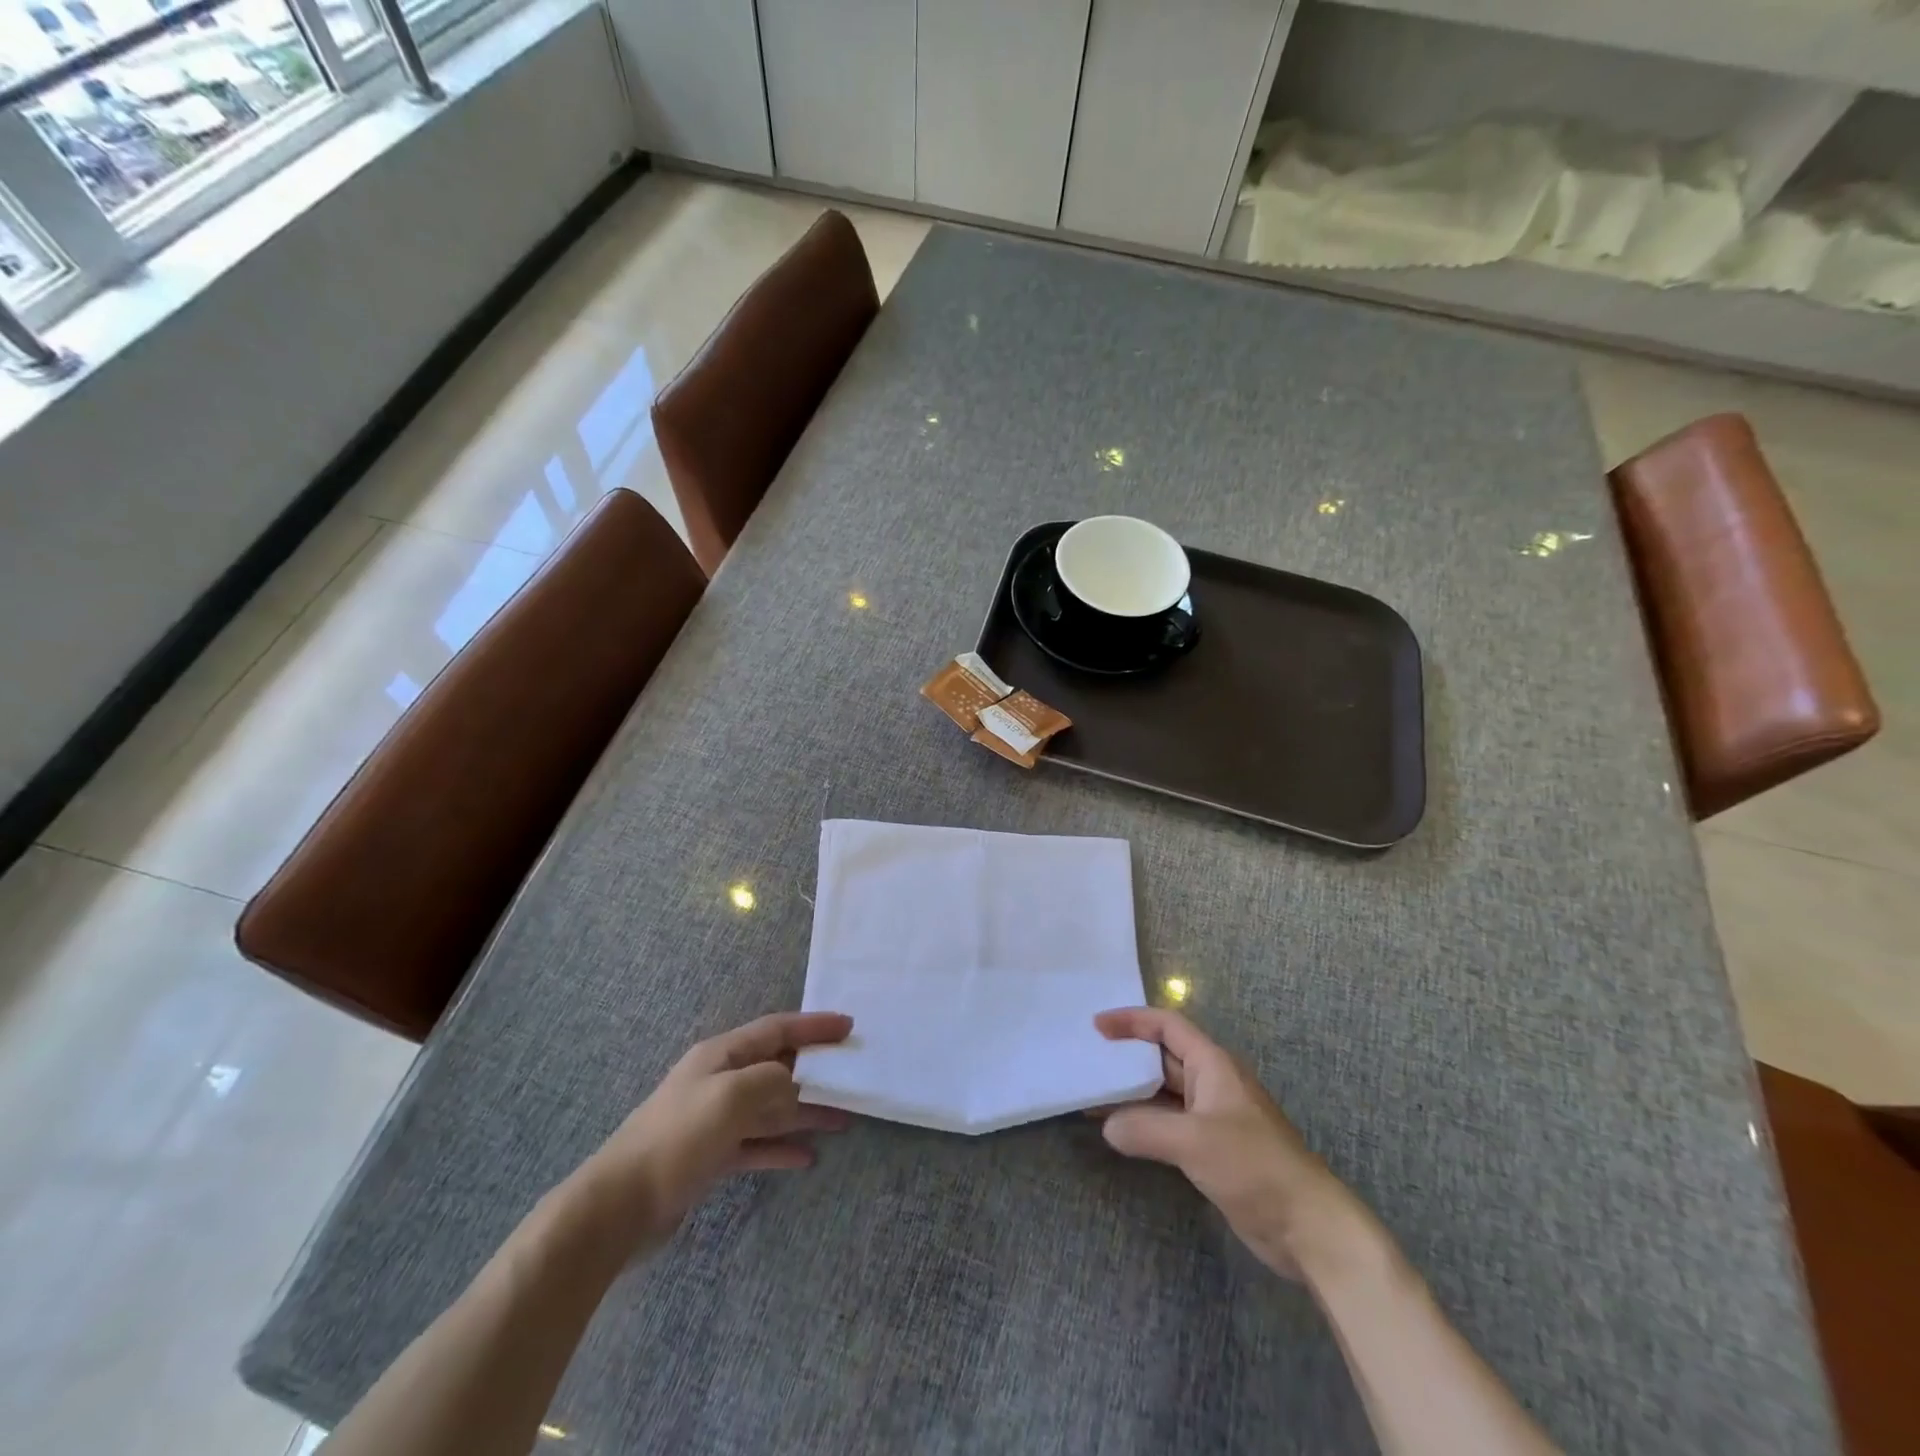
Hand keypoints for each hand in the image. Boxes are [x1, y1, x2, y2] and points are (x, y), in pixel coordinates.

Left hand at [579, 1011, 853, 1254]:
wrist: (619, 1206)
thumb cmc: (678, 1138)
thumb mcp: (731, 1097)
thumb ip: (771, 1081)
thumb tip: (794, 1083)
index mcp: (722, 1055)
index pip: (777, 1029)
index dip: (813, 1026)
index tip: (849, 1026)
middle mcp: (720, 1080)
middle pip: (777, 1067)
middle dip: (815, 1071)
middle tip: (853, 1076)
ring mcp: (715, 1119)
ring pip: (771, 1107)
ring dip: (805, 1112)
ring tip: (843, 1120)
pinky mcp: (711, 1156)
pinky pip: (757, 1143)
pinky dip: (781, 1147)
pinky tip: (807, 1157)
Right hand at [1094, 1007, 1365, 1280]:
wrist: (1307, 1227)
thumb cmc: (1254, 1166)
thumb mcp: (1194, 1141)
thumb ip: (1144, 1128)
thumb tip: (1107, 1126)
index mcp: (1213, 1065)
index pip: (1167, 1026)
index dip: (1131, 1021)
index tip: (1096, 1027)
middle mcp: (1212, 1083)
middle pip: (1162, 1058)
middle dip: (1125, 1057)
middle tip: (1087, 1061)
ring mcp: (1213, 1118)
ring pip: (1163, 1093)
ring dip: (1130, 1093)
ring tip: (1091, 1097)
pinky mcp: (1212, 1150)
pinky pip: (1168, 1124)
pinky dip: (1142, 1122)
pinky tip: (1119, 1133)